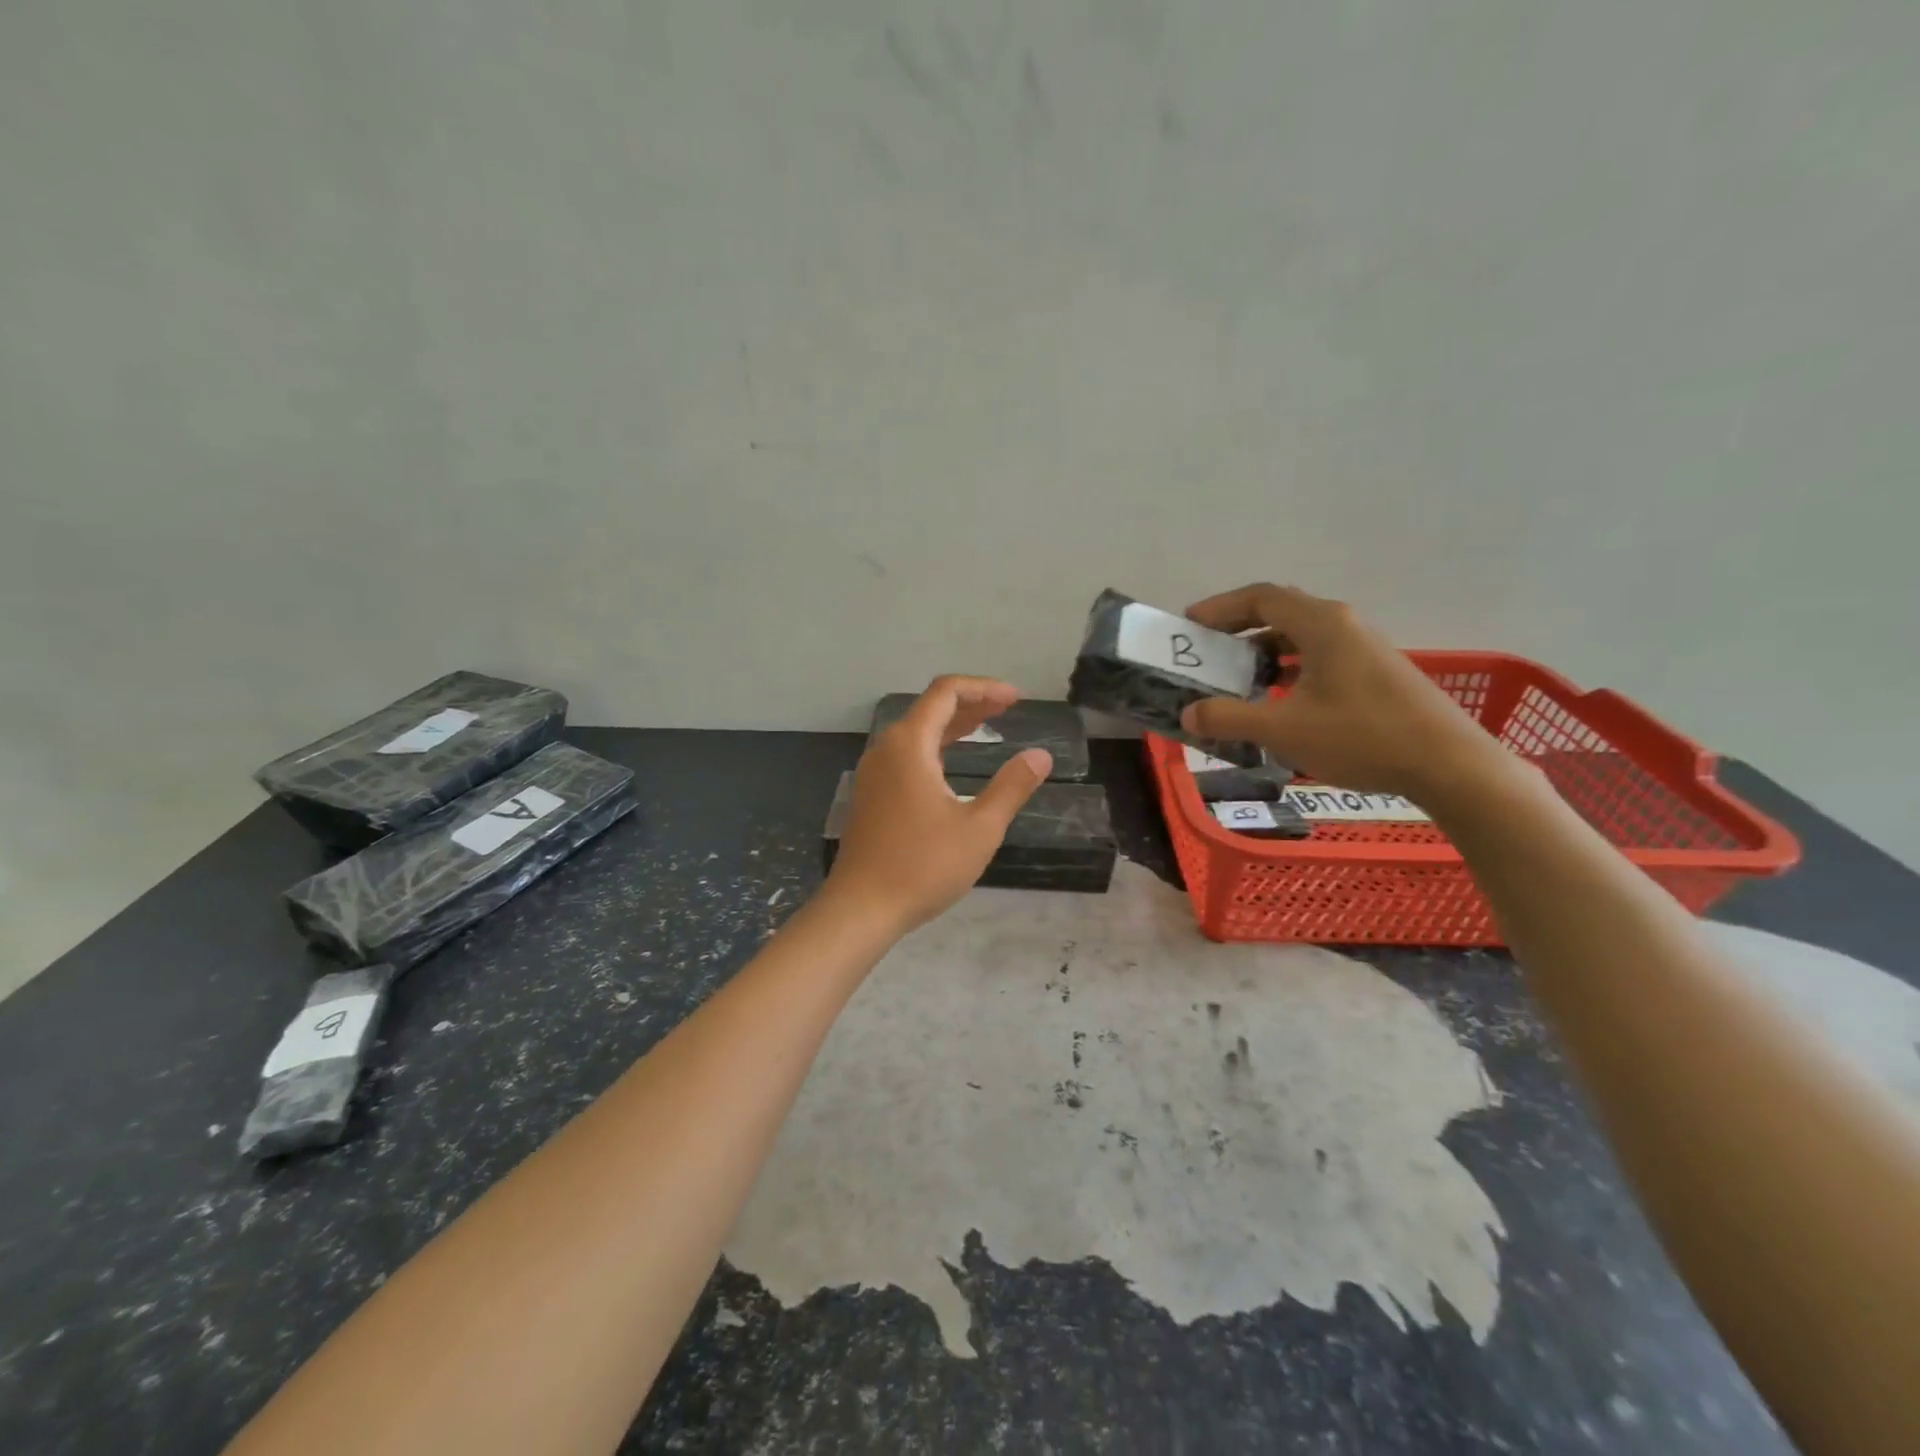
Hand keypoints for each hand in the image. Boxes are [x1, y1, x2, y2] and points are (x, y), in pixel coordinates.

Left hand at [826, 676, 1051, 934]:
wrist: (861, 908)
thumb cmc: (922, 866)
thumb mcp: (979, 828)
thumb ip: (1011, 787)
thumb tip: (1040, 757)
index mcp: (909, 745)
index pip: (946, 693)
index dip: (984, 688)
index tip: (1016, 699)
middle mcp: (886, 749)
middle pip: (930, 708)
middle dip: (971, 704)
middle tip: (1008, 709)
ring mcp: (874, 772)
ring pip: (917, 732)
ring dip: (952, 726)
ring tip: (987, 727)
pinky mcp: (871, 794)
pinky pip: (906, 754)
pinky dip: (935, 747)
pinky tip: (951, 764)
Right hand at [1179, 583, 1502, 804]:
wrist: (1448, 764)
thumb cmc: (1362, 737)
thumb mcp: (1285, 730)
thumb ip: (1230, 718)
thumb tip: (1189, 713)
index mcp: (1322, 624)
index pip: (1261, 597)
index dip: (1220, 607)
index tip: (1190, 625)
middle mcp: (1343, 624)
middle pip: (1280, 610)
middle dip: (1238, 627)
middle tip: (1207, 650)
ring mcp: (1363, 647)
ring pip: (1301, 635)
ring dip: (1264, 650)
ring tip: (1237, 677)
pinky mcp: (1375, 671)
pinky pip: (1319, 654)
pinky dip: (1289, 666)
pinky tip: (1280, 698)